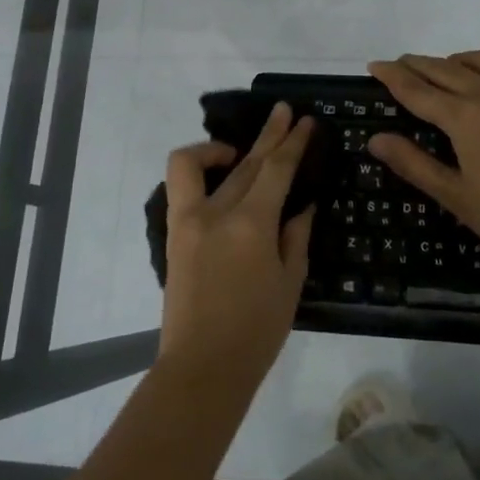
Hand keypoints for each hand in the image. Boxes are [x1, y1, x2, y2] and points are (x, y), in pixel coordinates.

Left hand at [158, 103, 315, 397]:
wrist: (202, 367)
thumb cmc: (256, 331)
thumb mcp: (290, 282)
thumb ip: (296, 236)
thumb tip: (301, 204)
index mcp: (251, 224)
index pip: (276, 169)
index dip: (294, 143)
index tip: (306, 122)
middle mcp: (216, 212)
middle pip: (246, 161)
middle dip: (270, 135)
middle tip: (285, 112)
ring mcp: (188, 220)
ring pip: (203, 165)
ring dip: (226, 147)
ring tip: (246, 146)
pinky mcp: (174, 233)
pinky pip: (183, 185)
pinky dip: (200, 169)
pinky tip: (222, 174)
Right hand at [366, 51, 479, 272]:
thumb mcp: (453, 195)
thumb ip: (413, 163)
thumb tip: (376, 139)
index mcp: (464, 117)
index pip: (417, 90)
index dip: (393, 76)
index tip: (374, 65)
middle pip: (448, 70)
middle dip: (421, 64)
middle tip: (402, 63)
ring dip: (463, 59)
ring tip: (451, 66)